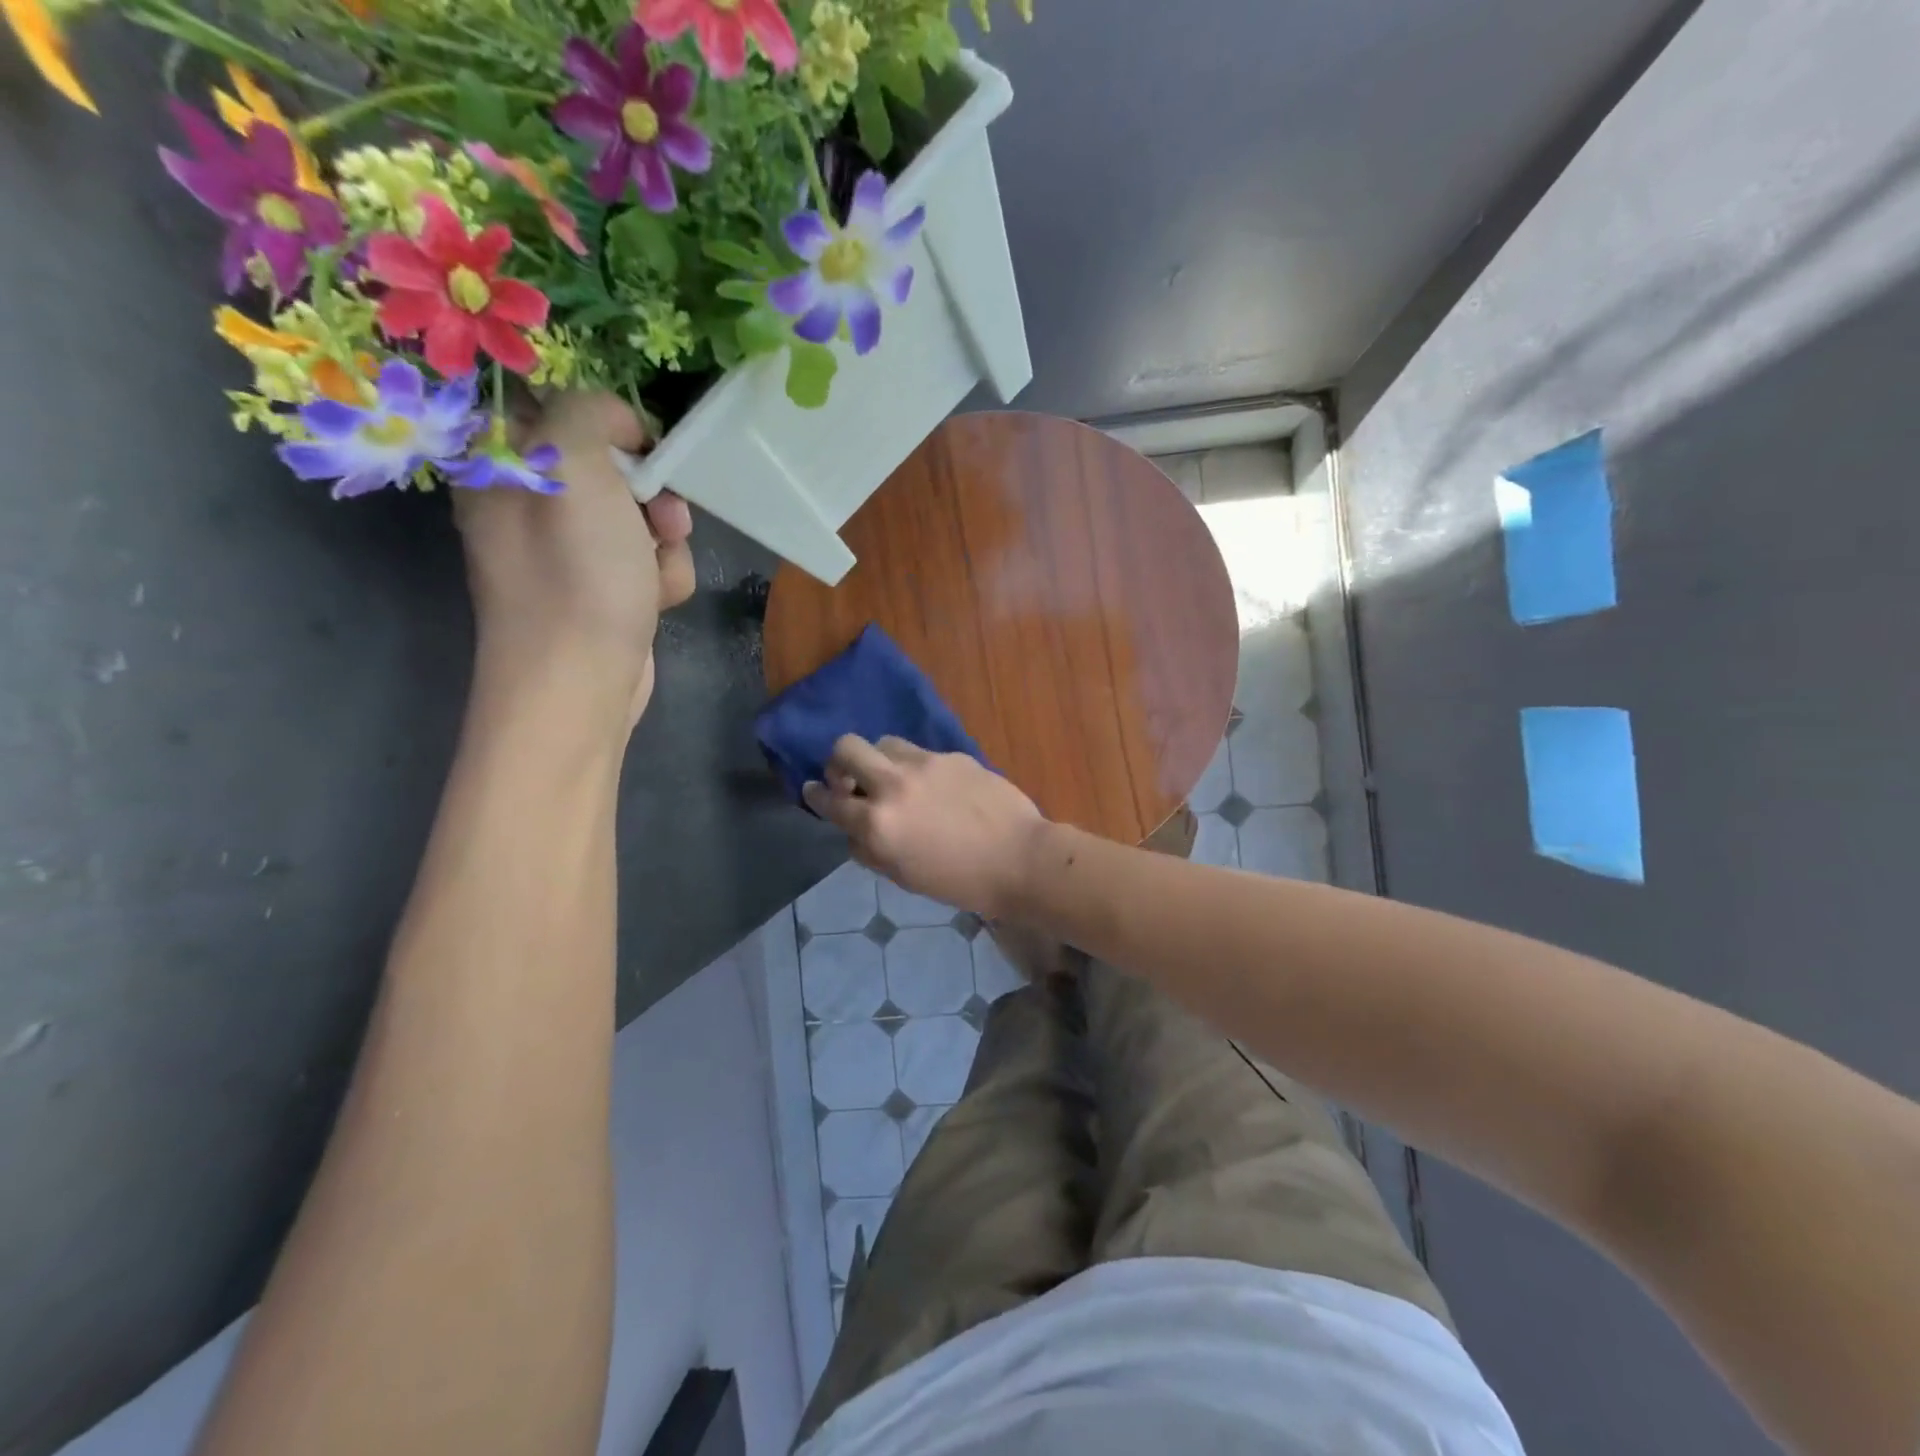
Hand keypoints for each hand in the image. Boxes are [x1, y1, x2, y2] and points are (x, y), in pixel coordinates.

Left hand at [455, 392, 695, 727]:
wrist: (581, 679)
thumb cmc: (573, 572)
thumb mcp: (572, 463)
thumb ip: (589, 413)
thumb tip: (622, 428)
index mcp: (502, 466)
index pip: (555, 409)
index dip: (605, 421)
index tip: (639, 444)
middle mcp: (531, 505)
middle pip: (611, 467)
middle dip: (649, 490)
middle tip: (660, 513)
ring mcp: (571, 553)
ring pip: (641, 516)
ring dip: (664, 539)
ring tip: (657, 569)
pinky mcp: (606, 591)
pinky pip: (648, 560)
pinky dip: (664, 576)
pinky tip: (658, 599)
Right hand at [803, 736, 1045, 918]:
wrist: (1019, 859)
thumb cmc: (961, 882)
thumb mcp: (904, 877)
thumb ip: (870, 850)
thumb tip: (854, 830)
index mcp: (877, 824)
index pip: (829, 800)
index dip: (814, 795)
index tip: (812, 790)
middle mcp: (893, 784)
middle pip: (846, 747)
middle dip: (837, 761)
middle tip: (849, 778)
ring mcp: (925, 764)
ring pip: (884, 742)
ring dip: (879, 759)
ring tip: (893, 779)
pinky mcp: (952, 755)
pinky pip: (920, 752)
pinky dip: (915, 767)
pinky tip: (934, 787)